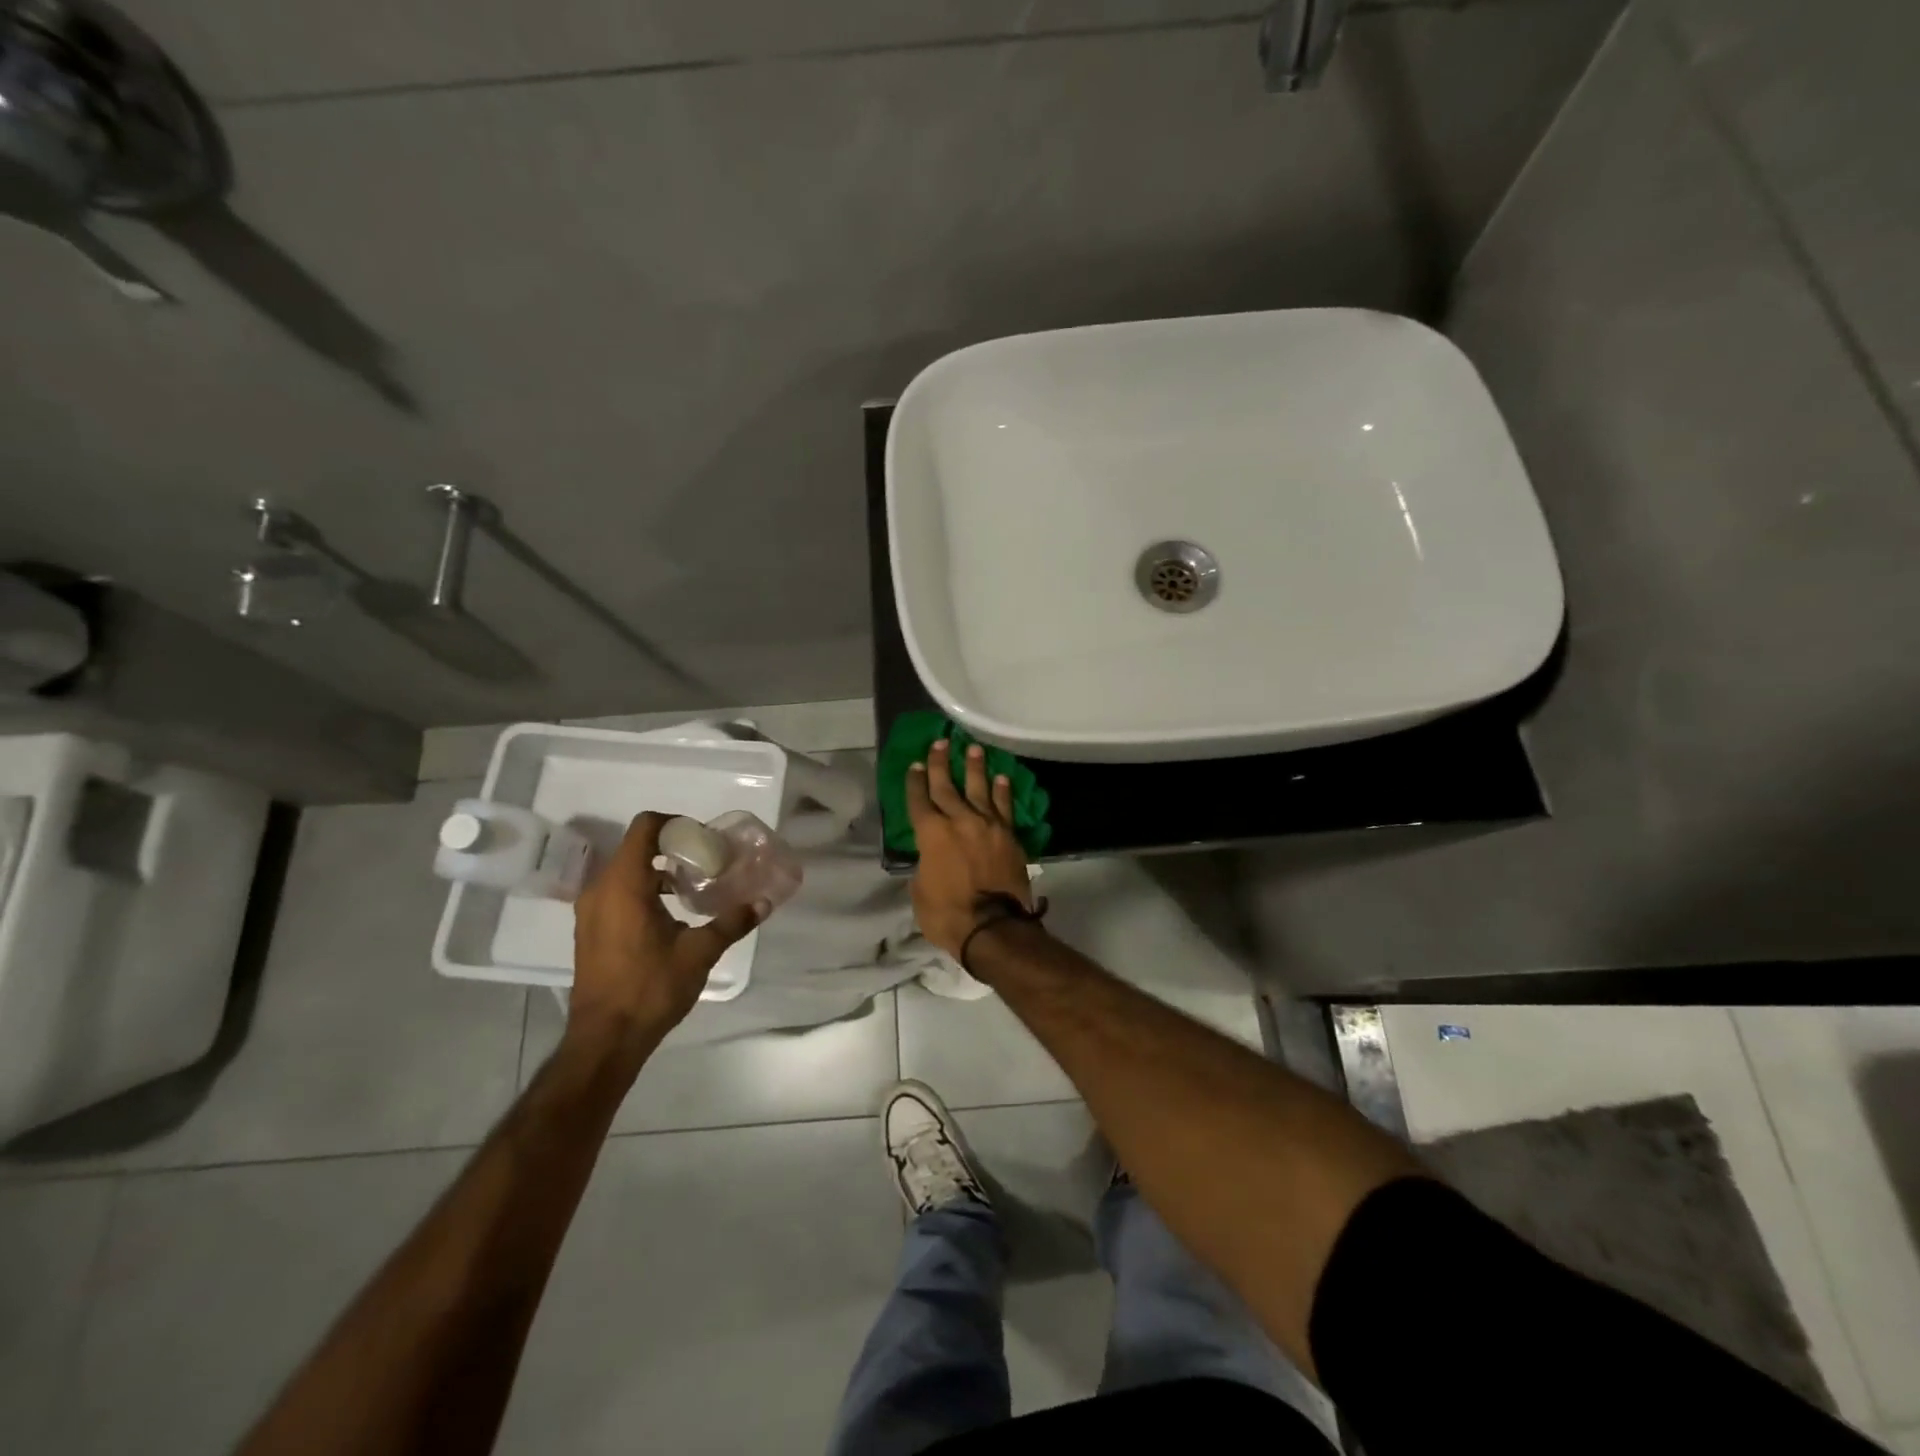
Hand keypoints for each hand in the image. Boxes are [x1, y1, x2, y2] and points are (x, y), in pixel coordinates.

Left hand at [570, 812, 764, 1059]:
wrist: (605, 1038)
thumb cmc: (650, 988)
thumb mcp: (699, 952)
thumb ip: (732, 922)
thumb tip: (764, 902)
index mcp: (624, 884)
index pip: (644, 827)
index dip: (674, 823)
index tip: (702, 839)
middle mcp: (600, 889)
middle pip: (636, 847)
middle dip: (672, 847)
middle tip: (706, 861)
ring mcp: (590, 910)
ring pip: (625, 870)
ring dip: (658, 870)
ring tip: (692, 887)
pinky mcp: (590, 929)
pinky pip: (617, 891)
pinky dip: (643, 889)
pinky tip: (670, 913)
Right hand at [907, 739, 1035, 959]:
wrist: (993, 927)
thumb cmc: (947, 914)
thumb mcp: (920, 890)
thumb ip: (925, 864)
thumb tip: (931, 857)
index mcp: (931, 834)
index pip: (919, 800)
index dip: (916, 782)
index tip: (916, 765)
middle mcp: (958, 821)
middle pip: (947, 786)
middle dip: (941, 763)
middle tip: (940, 742)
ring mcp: (987, 826)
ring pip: (979, 789)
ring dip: (975, 768)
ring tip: (974, 749)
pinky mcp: (1009, 836)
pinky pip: (1004, 807)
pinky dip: (1003, 791)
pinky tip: (1002, 778)